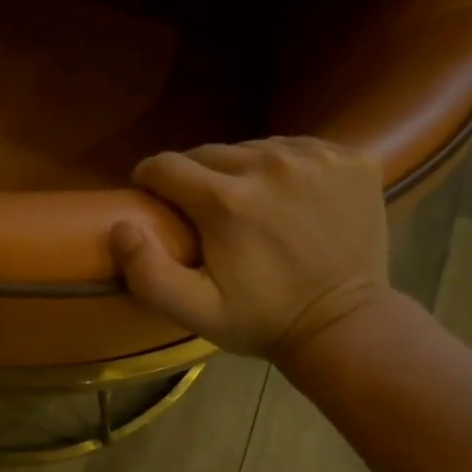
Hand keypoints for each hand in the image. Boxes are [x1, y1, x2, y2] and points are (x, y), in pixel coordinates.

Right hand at [112, 137, 390, 357]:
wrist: (344, 324)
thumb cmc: (262, 320)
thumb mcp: (195, 311)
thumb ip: (148, 273)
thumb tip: (121, 226)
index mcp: (226, 201)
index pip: (166, 166)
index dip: (150, 181)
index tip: (153, 200)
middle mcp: (269, 164)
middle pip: (209, 153)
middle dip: (195, 179)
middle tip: (203, 214)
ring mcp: (315, 157)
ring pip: (253, 147)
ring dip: (240, 171)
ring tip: (247, 206)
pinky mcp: (350, 158)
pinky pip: (297, 148)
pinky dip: (285, 167)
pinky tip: (289, 200)